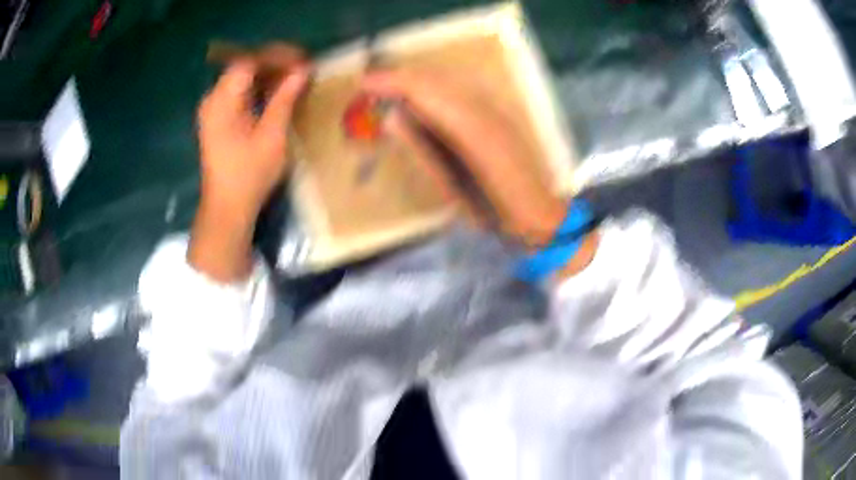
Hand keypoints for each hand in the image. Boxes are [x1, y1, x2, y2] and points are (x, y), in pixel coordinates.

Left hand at [189, 49, 308, 281]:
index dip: (276, 57)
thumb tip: (302, 71)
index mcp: (221, 101)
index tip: (302, 61)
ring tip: (296, 79)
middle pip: (244, 67)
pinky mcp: (218, 119)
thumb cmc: (249, 175)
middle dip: (274, 64)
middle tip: (303, 69)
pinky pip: (240, 93)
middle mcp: (213, 99)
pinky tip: (278, 94)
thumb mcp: (272, 135)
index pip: (249, 62)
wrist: (227, 208)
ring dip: (269, 76)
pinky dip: (259, 89)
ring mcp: (213, 109)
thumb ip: (284, 98)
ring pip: (243, 79)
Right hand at [361, 68, 597, 276]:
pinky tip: (421, 97)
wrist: (539, 212)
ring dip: (415, 79)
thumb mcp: (453, 188)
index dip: (391, 83)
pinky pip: (458, 91)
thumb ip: (422, 149)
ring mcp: (494, 109)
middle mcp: (483, 109)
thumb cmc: (495, 212)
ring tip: (388, 87)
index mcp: (471, 129)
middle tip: (369, 84)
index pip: (423, 91)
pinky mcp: (498, 113)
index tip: (363, 83)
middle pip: (434, 79)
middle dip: (399, 77)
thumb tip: (393, 118)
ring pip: (447, 81)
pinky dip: (433, 88)